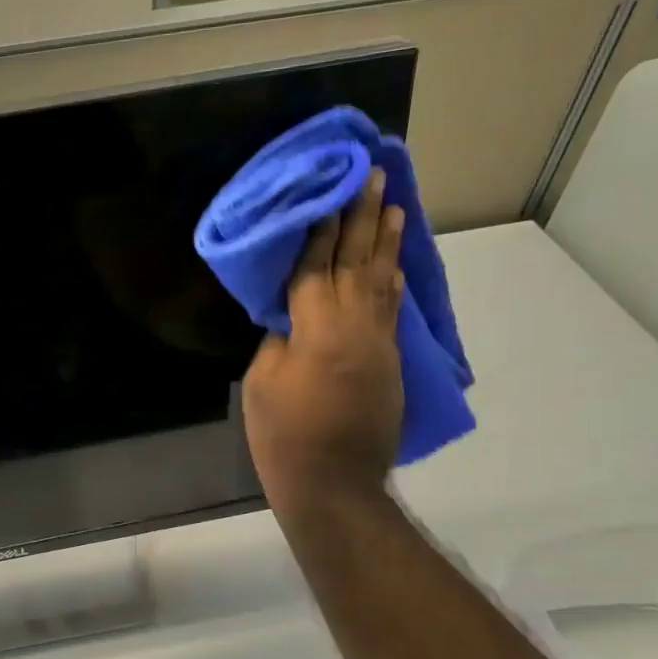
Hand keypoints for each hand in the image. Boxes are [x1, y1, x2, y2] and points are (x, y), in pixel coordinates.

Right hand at [242, 167, 405, 509]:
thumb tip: (292, 316)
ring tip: (394, 205)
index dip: (321, 227)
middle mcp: (356, 324)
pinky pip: (392, 307)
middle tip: (374, 175)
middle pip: (359, 260)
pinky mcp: (392, 361)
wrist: (333, 483)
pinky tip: (394, 263)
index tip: (329, 189)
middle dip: (364, 216)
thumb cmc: (284, 434)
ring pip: (384, 279)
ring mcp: (380, 342)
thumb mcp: (263, 381)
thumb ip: (279, 339)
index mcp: (318, 326)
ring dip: (387, 240)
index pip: (317, 264)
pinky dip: (393, 279)